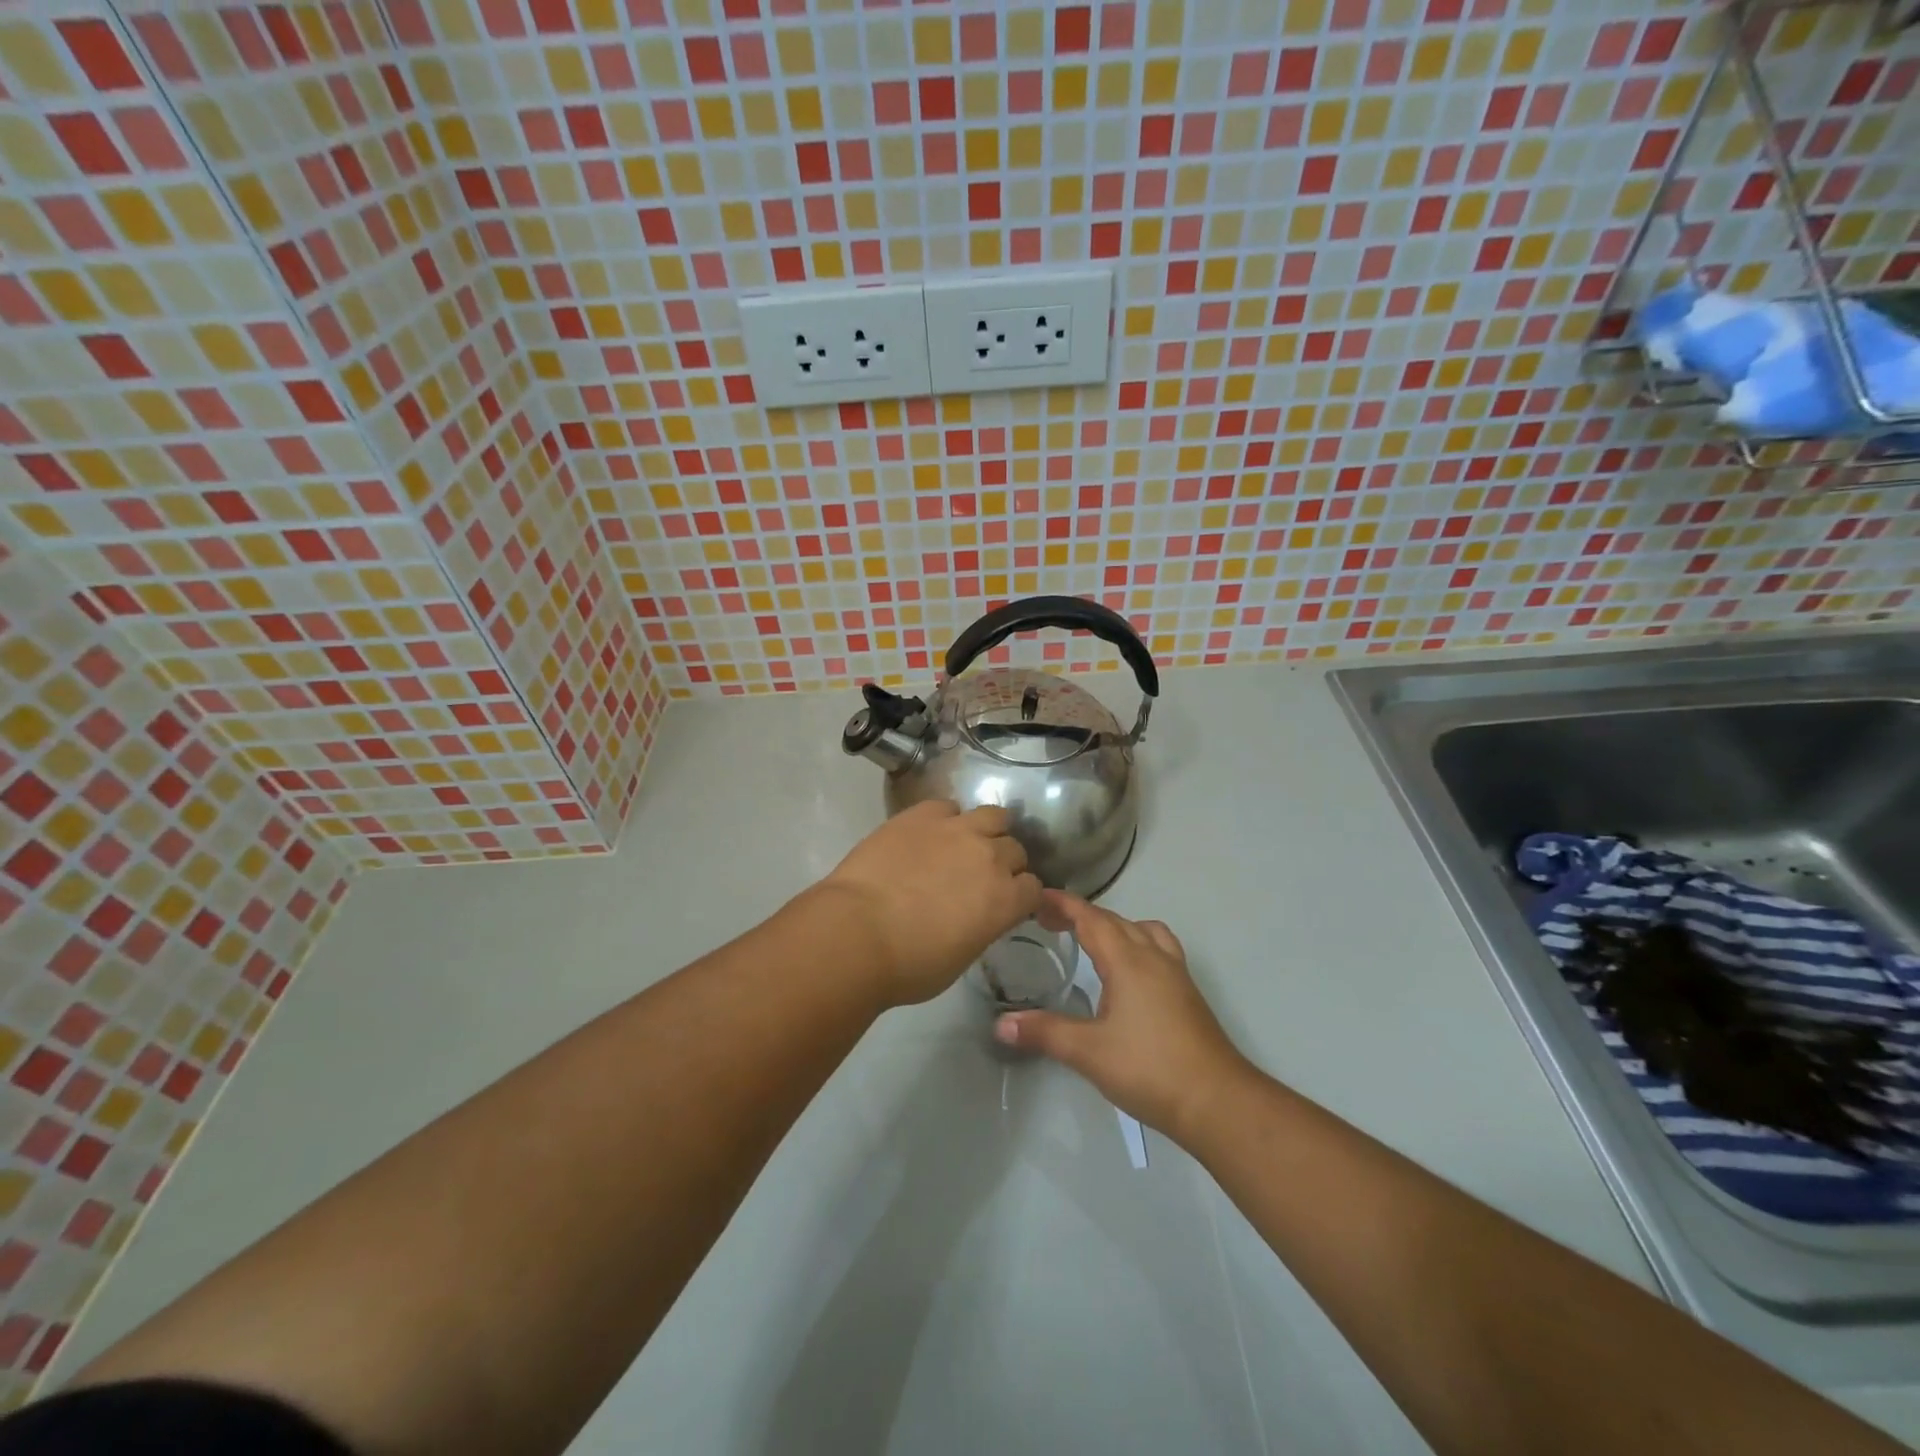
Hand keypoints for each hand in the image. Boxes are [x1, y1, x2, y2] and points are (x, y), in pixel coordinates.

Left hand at [817, 801, 1042, 1007]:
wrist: (856, 933)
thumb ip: (982, 927)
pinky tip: (928, 834)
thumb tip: (977, 915)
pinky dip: (944, 819)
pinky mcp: (922, 814)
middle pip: (1014, 849)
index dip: (1020, 896)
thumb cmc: (908, 965)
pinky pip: (947, 806)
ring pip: (993, 815)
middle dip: (1004, 863)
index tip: (1005, 903)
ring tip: (965, 843)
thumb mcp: (961, 957)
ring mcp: (956, 829)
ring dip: (985, 830)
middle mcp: (990, 857)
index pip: (1034, 888)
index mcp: (1006, 900)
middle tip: (980, 876)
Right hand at [994, 891, 1254, 1141]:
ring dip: (1114, 926)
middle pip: (1115, 920)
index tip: (1037, 896)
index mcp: (1128, 961)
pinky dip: (1136, 943)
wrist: (1217, 1101)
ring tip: (1091, 941)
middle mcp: (1153, 957)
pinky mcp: (1187, 993)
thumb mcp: (1088, 1052)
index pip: (1091, 918)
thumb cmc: (1149, 1069)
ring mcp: (1175, 974)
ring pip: (1143, 930)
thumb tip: (1000, 1024)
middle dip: (1081, 914)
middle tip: (1049, 921)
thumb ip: (1044, 1032)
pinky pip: (1158, 948)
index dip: (1063, 904)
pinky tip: (1127, 974)